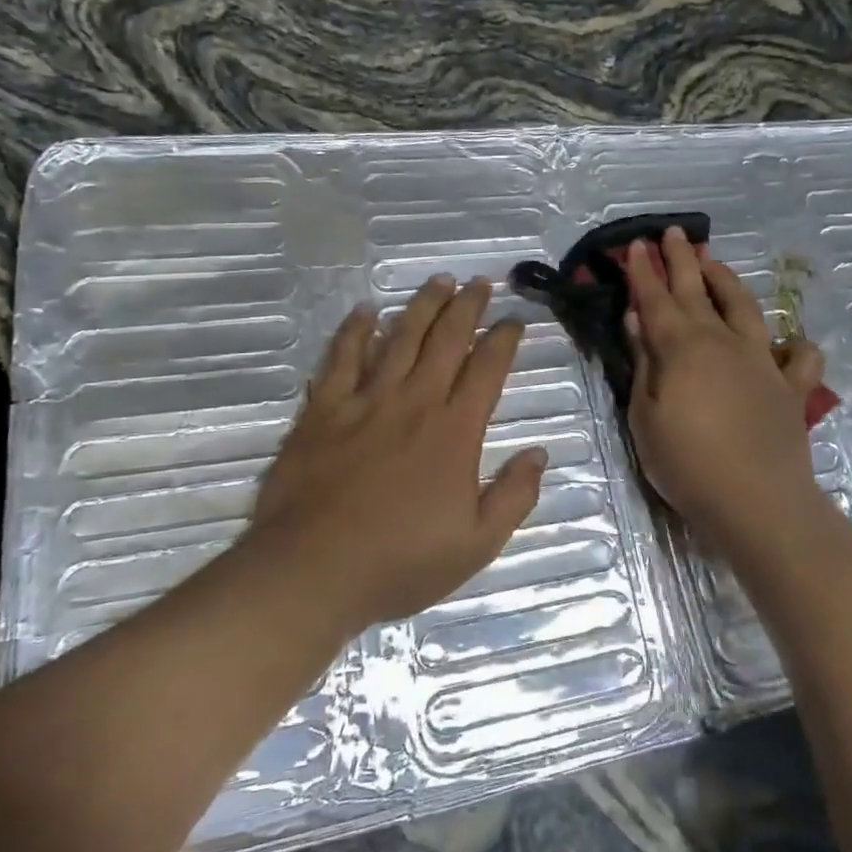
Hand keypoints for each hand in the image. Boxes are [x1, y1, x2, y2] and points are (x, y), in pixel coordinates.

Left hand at [240, 276, 547, 636]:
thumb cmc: (400, 562)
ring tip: (438, 281)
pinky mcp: (323, 410)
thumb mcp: (477, 544)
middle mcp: (414, 402)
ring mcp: (365, 401)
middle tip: (480, 282)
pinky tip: (365, 312)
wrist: (312, 571)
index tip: (515, 320)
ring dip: (422, 306)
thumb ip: (514, 496)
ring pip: (399, 338)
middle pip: (446, 339)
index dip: (504, 339)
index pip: (487, 369)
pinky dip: (355, 331)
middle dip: (467, 306)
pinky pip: (341, 358)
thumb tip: (539, 454)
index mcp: (454, 431)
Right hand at [623, 227, 828, 557]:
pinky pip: (799, 358)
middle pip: (697, 291)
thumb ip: (644, 362)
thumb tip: (639, 318)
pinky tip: (790, 342)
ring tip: (715, 262)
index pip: (656, 299)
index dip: (643, 272)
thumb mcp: (645, 417)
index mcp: (682, 348)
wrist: (757, 501)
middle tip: (672, 234)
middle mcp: (722, 342)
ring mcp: (762, 362)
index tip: (636, 245)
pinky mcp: (790, 388)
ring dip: (727, 281)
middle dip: (681, 260)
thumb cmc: (687, 464)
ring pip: (744, 308)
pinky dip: (795, 346)